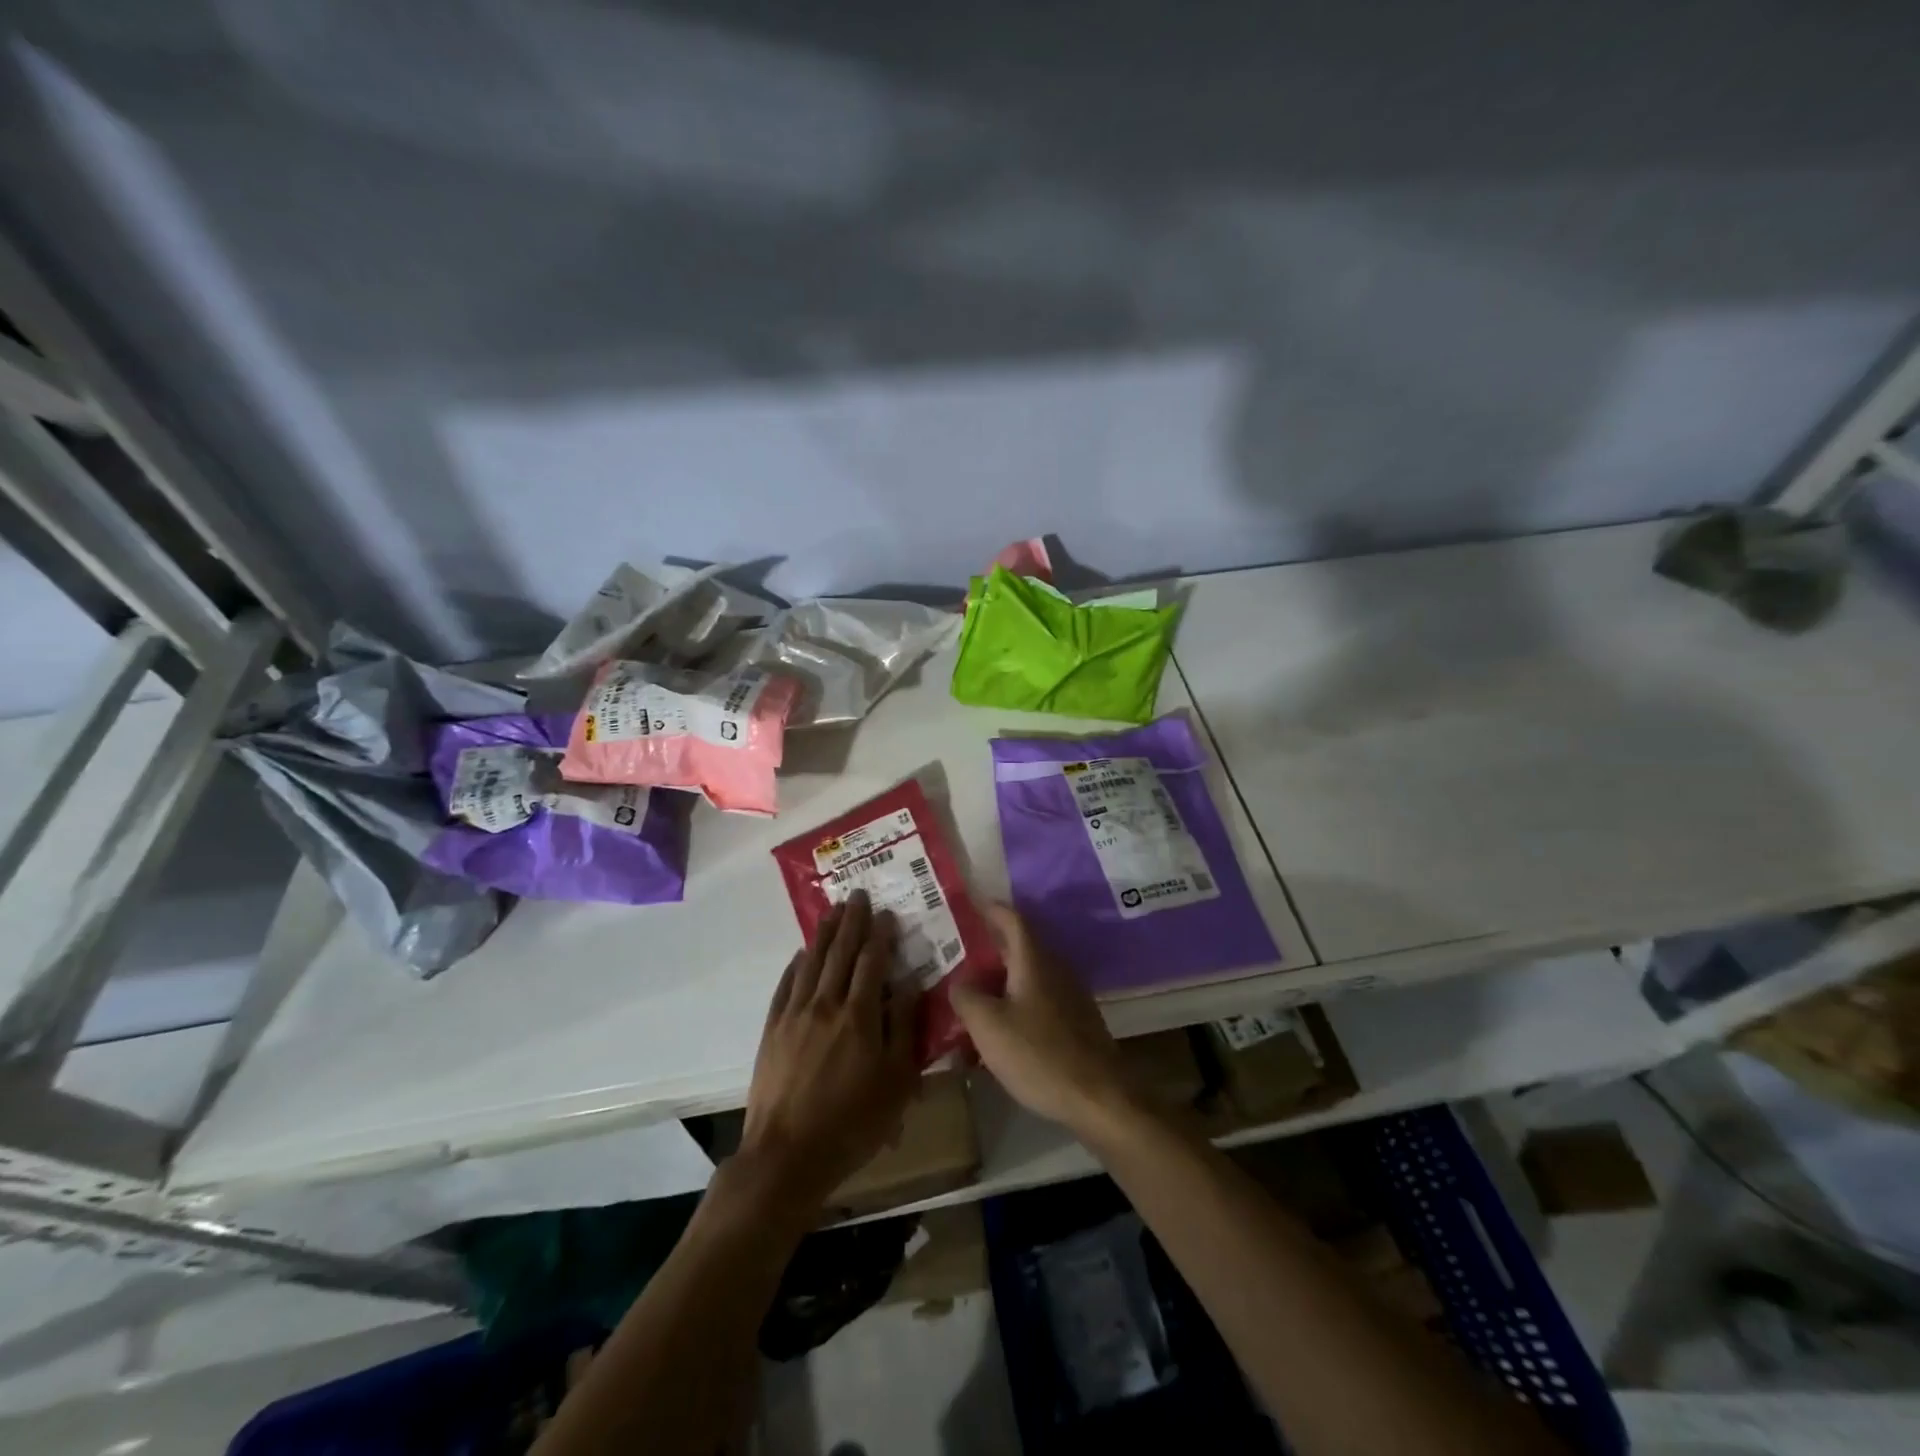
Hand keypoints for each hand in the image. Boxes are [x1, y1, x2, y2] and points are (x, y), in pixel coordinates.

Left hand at [738, 891, 920, 1217]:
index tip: (886, 913)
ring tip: (832, 911)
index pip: (872, 962)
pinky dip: (796, 965)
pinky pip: (786, 985)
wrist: (787, 1155)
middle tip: (857, 895)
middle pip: (840, 953)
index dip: (880, 935)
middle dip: (851, 922)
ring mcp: (794, 1015)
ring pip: (811, 962)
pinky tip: (801, 954)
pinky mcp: (772, 1030)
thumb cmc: (853, 1122)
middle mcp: (825, 1004)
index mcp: (859, 1015)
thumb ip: (903, 1027)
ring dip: (824, 934)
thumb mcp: (896, 1081)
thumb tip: (908, 983)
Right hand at [950, 905, 1131, 1134]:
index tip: (969, 902)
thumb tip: (959, 981)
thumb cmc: (1038, 1054)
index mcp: (1034, 961)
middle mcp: (1054, 969)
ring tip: (971, 986)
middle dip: (990, 944)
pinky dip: (1015, 998)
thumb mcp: (988, 1026)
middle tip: (958, 948)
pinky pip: (1038, 997)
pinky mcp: (1074, 1022)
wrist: (1099, 1097)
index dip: (990, 908)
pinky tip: (999, 1022)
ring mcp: (1069, 996)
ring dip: (1001, 974)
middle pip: (1020, 945)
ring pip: (1029, 973)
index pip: (1012, 919)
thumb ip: (966, 997)